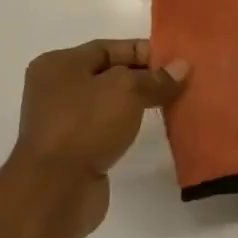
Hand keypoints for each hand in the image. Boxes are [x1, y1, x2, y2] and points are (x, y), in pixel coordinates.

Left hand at [5, 39, 187, 234]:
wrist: (55, 189)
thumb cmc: (85, 126)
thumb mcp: (127, 90)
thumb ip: (156, 78)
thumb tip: (182, 67)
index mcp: (59, 64)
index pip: (108, 48)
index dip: (144, 51)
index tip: (178, 61)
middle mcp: (56, 89)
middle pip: (109, 74)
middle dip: (145, 77)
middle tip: (181, 82)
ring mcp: (63, 121)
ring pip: (110, 102)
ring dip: (139, 102)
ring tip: (173, 103)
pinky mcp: (74, 149)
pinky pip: (108, 127)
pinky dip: (129, 125)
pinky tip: (151, 128)